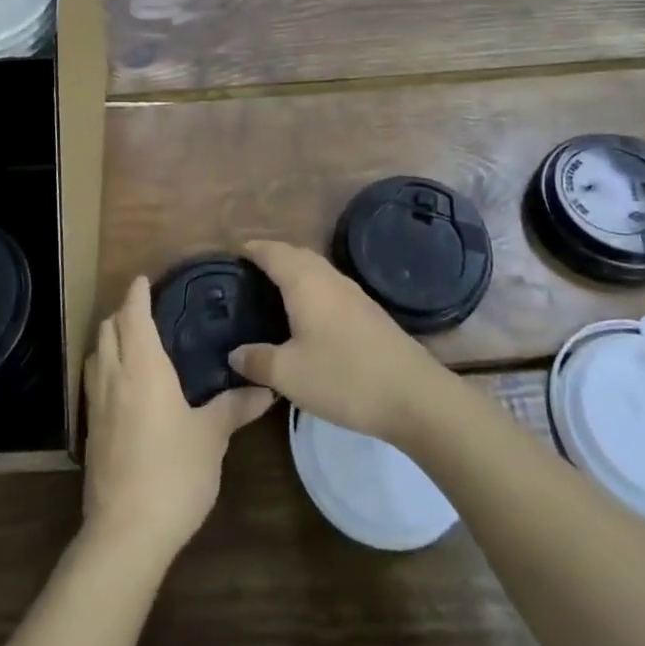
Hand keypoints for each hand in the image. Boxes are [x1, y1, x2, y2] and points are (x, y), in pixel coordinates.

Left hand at [82, 275, 272, 561]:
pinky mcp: (91, 432)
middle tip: (147, 309)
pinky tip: (125, 386)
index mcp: (142, 367)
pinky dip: (106, 368)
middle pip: (107, 329)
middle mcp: (113, 376)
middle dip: (122, 312)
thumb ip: (236, 407)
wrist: (126, 532)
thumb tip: (268, 389)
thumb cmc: (173, 472)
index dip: (138, 293)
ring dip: (110, 339)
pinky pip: (94, 382)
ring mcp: (96, 405)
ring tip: (134, 342)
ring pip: (96, 354)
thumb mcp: (212, 437)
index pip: (133, 314)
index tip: (146, 279)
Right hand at [229, 240, 452, 445]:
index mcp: (304, 282)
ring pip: (315, 269)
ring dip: (293, 272)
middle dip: (271, 257)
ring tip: (271, 291)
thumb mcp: (289, 375)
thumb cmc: (343, 377)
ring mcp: (353, 293)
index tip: (231, 254)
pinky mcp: (368, 311)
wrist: (414, 395)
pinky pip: (329, 286)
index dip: (251, 249)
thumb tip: (235, 352)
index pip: (272, 252)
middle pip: (295, 254)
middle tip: (246, 274)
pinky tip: (307, 315)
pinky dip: (311, 289)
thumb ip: (257, 360)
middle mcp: (329, 277)